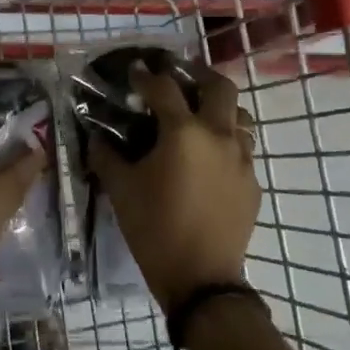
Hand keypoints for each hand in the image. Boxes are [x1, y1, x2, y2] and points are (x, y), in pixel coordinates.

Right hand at [87, 62, 260, 310]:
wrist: (200, 278)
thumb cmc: (154, 229)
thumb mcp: (121, 190)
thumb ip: (106, 156)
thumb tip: (97, 138)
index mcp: (183, 132)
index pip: (163, 88)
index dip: (145, 76)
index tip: (134, 71)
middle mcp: (219, 135)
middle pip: (219, 86)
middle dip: (197, 75)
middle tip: (178, 76)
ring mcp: (242, 159)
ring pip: (239, 116)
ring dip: (219, 108)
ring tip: (198, 115)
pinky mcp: (252, 182)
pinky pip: (243, 148)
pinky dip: (226, 140)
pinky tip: (208, 158)